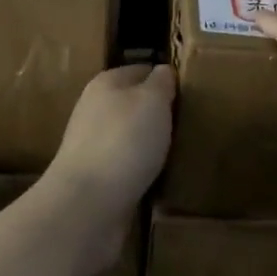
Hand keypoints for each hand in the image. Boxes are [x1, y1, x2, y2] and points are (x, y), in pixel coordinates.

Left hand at [41, 64, 175, 269]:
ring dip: (149, 143)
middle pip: (133, 104)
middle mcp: (94, 109)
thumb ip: (161, 83)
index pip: (141, 70)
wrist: (87, 205)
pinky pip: (125, 165)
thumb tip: (163, 71)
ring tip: (178, 151)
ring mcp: (91, 146)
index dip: (164, 78)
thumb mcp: (152, 101)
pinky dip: (141, 169)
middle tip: (188, 124)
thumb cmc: (124, 141)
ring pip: (128, 136)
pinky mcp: (94, 179)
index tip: (189, 92)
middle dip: (157, 113)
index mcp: (106, 83)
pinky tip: (158, 177)